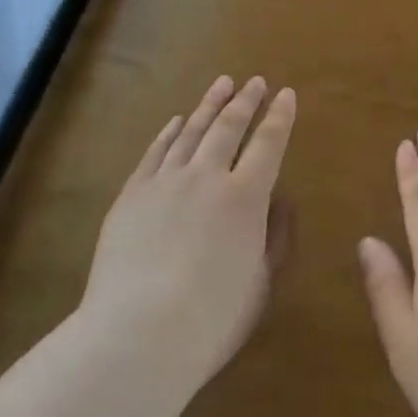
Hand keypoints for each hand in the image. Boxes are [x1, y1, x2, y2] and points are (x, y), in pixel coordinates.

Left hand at [78, 76, 295, 401]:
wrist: (137, 334)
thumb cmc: (211, 318)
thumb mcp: (261, 282)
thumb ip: (274, 235)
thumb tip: (278, 199)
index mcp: (246, 197)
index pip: (269, 144)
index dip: (280, 117)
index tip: (286, 94)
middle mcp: (207, 176)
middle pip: (229, 127)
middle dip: (246, 101)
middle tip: (255, 82)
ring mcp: (165, 182)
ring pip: (191, 131)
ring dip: (209, 105)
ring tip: (222, 84)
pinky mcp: (132, 194)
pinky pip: (155, 152)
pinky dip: (169, 132)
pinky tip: (177, 120)